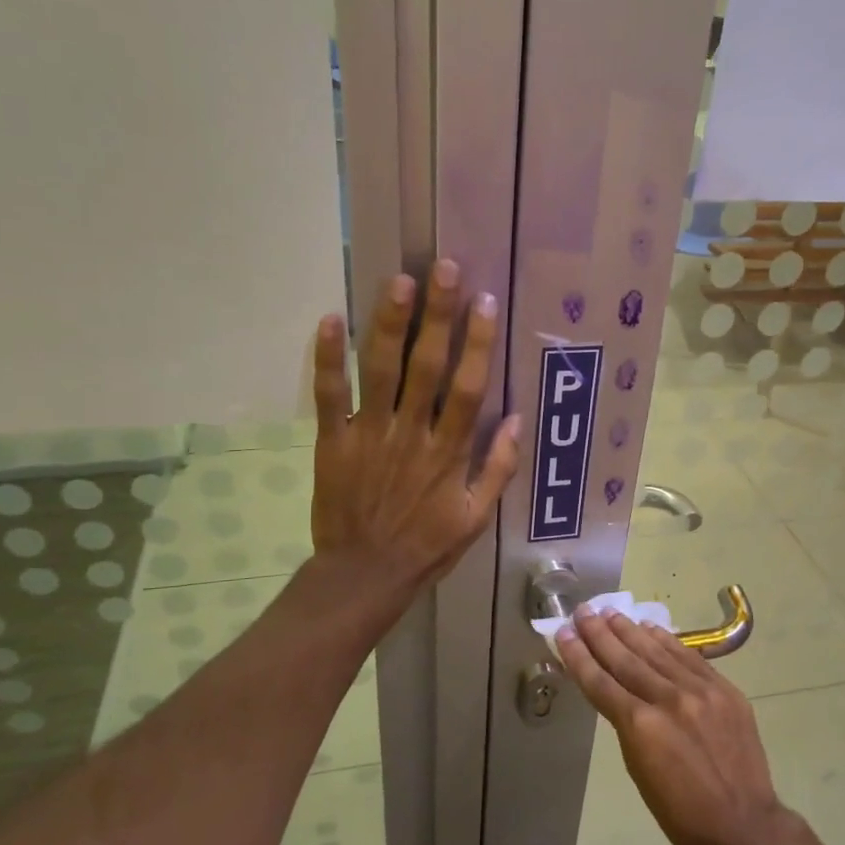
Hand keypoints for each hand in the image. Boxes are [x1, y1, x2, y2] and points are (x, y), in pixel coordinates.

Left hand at [311, 260, 520, 595]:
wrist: (364, 574)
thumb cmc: (426, 547)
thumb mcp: (477, 518)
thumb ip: (499, 470)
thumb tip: (518, 421)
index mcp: (448, 453)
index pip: (467, 388)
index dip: (477, 343)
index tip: (484, 302)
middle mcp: (410, 434)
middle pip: (425, 366)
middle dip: (436, 315)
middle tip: (443, 269)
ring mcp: (369, 435)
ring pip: (379, 370)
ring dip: (388, 323)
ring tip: (398, 281)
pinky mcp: (333, 441)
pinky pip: (329, 395)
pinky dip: (327, 359)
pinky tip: (329, 318)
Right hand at [556, 608, 804, 844]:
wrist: (743, 824)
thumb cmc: (681, 812)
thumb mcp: (639, 770)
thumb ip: (627, 724)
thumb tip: (617, 691)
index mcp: (641, 726)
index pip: (601, 682)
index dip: (579, 656)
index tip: (564, 632)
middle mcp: (668, 699)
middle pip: (626, 659)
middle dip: (600, 634)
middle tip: (583, 611)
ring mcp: (700, 691)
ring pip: (656, 652)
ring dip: (630, 630)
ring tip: (610, 612)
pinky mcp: (724, 689)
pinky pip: (688, 657)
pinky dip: (666, 641)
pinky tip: (650, 628)